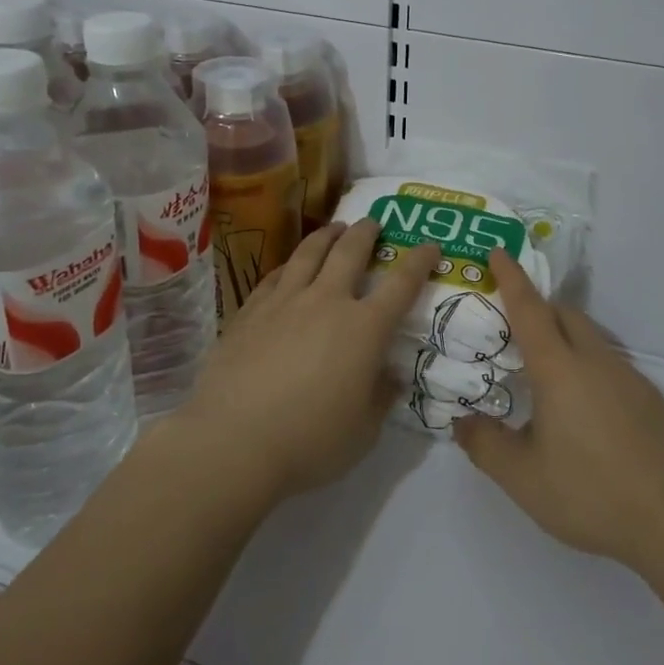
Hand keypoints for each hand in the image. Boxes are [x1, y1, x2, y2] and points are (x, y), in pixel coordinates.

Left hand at [176, 219, 439, 504]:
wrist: (233, 441)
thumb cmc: (309, 441)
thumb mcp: (363, 431)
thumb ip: (380, 397)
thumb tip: (390, 376)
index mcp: (364, 328)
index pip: (401, 284)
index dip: (419, 261)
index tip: (430, 246)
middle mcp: (326, 302)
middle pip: (350, 251)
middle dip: (366, 232)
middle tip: (373, 222)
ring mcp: (284, 302)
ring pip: (309, 253)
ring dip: (327, 235)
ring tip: (334, 228)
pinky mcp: (249, 311)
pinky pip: (275, 276)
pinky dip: (289, 264)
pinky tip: (289, 266)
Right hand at [453, 250, 663, 581]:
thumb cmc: (593, 493)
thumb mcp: (523, 479)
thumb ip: (485, 446)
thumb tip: (461, 421)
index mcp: (560, 368)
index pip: (530, 308)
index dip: (511, 278)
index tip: (498, 251)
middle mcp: (595, 360)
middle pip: (564, 313)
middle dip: (536, 307)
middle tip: (508, 327)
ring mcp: (628, 377)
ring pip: (588, 337)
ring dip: (562, 336)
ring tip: (539, 372)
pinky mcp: (649, 398)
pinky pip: (607, 362)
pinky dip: (584, 363)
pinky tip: (579, 409)